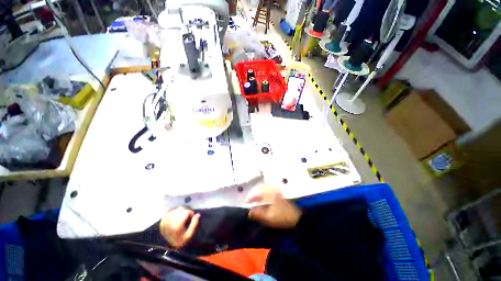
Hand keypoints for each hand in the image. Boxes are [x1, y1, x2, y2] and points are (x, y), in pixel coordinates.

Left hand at [160, 207, 199, 247]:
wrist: (170, 247)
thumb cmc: (181, 240)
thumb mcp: (189, 234)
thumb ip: (194, 223)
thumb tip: (198, 214)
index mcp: (177, 226)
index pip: (185, 212)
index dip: (190, 212)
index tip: (192, 216)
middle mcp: (170, 222)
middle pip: (180, 209)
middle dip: (185, 210)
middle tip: (187, 215)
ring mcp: (165, 222)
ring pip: (174, 209)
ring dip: (180, 211)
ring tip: (182, 215)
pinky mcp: (161, 222)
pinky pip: (168, 212)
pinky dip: (173, 212)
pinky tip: (176, 215)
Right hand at [247, 188, 301, 228]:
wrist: (297, 218)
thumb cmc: (282, 217)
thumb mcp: (268, 217)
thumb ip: (258, 214)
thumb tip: (248, 212)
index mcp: (270, 195)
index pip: (258, 194)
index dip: (252, 198)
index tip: (247, 202)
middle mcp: (273, 192)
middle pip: (262, 190)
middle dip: (255, 195)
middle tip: (251, 200)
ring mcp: (277, 193)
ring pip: (266, 191)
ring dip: (260, 195)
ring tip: (256, 201)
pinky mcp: (280, 197)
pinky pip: (270, 193)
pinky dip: (265, 196)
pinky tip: (264, 202)